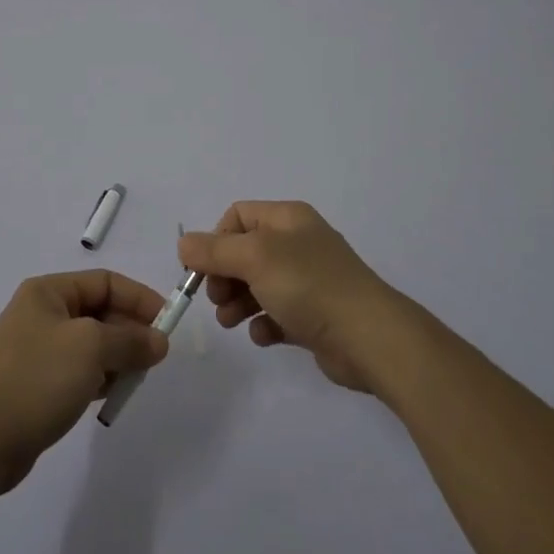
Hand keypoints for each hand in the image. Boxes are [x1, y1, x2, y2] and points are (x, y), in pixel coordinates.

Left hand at [0, 270, 169, 494]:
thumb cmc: (37, 378)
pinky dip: (100, 378)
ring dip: (118, 357)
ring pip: (92, 344)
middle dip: (130, 331)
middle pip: (100, 312)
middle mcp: (42, 314)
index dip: (139, 298)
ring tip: (137, 378)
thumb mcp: (91, 348)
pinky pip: (80, 370)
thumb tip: (159, 341)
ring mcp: (38, 350)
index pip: (105, 282)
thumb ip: (130, 340)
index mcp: (49, 292)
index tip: (168, 322)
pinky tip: (112, 394)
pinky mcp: (38, 383)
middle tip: (156, 357)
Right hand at [179, 201, 406, 393]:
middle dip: (223, 276)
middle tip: (217, 300)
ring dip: (237, 302)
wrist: (369, 337)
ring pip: (258, 285)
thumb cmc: (308, 285)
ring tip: (231, 322)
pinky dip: (264, 323)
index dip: (215, 240)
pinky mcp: (315, 315)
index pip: (237, 216)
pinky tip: (264, 336)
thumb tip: (184, 244)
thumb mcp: (254, 259)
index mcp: (287, 218)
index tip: (202, 270)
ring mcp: (308, 280)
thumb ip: (214, 250)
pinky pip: (277, 314)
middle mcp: (298, 243)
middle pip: (244, 252)